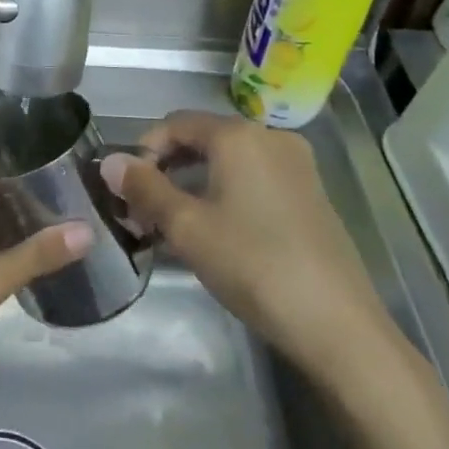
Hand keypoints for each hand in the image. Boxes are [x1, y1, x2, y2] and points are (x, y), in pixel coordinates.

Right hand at [104, 111, 392, 374]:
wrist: (338, 325)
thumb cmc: (253, 265)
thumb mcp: (186, 228)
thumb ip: (144, 188)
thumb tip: (110, 161)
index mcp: (239, 135)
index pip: (175, 123)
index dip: (144, 150)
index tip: (127, 191)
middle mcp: (270, 138)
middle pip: (203, 139)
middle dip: (167, 169)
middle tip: (143, 211)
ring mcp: (296, 166)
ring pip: (228, 161)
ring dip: (193, 184)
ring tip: (172, 225)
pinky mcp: (310, 194)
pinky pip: (254, 178)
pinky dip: (224, 193)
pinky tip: (214, 232)